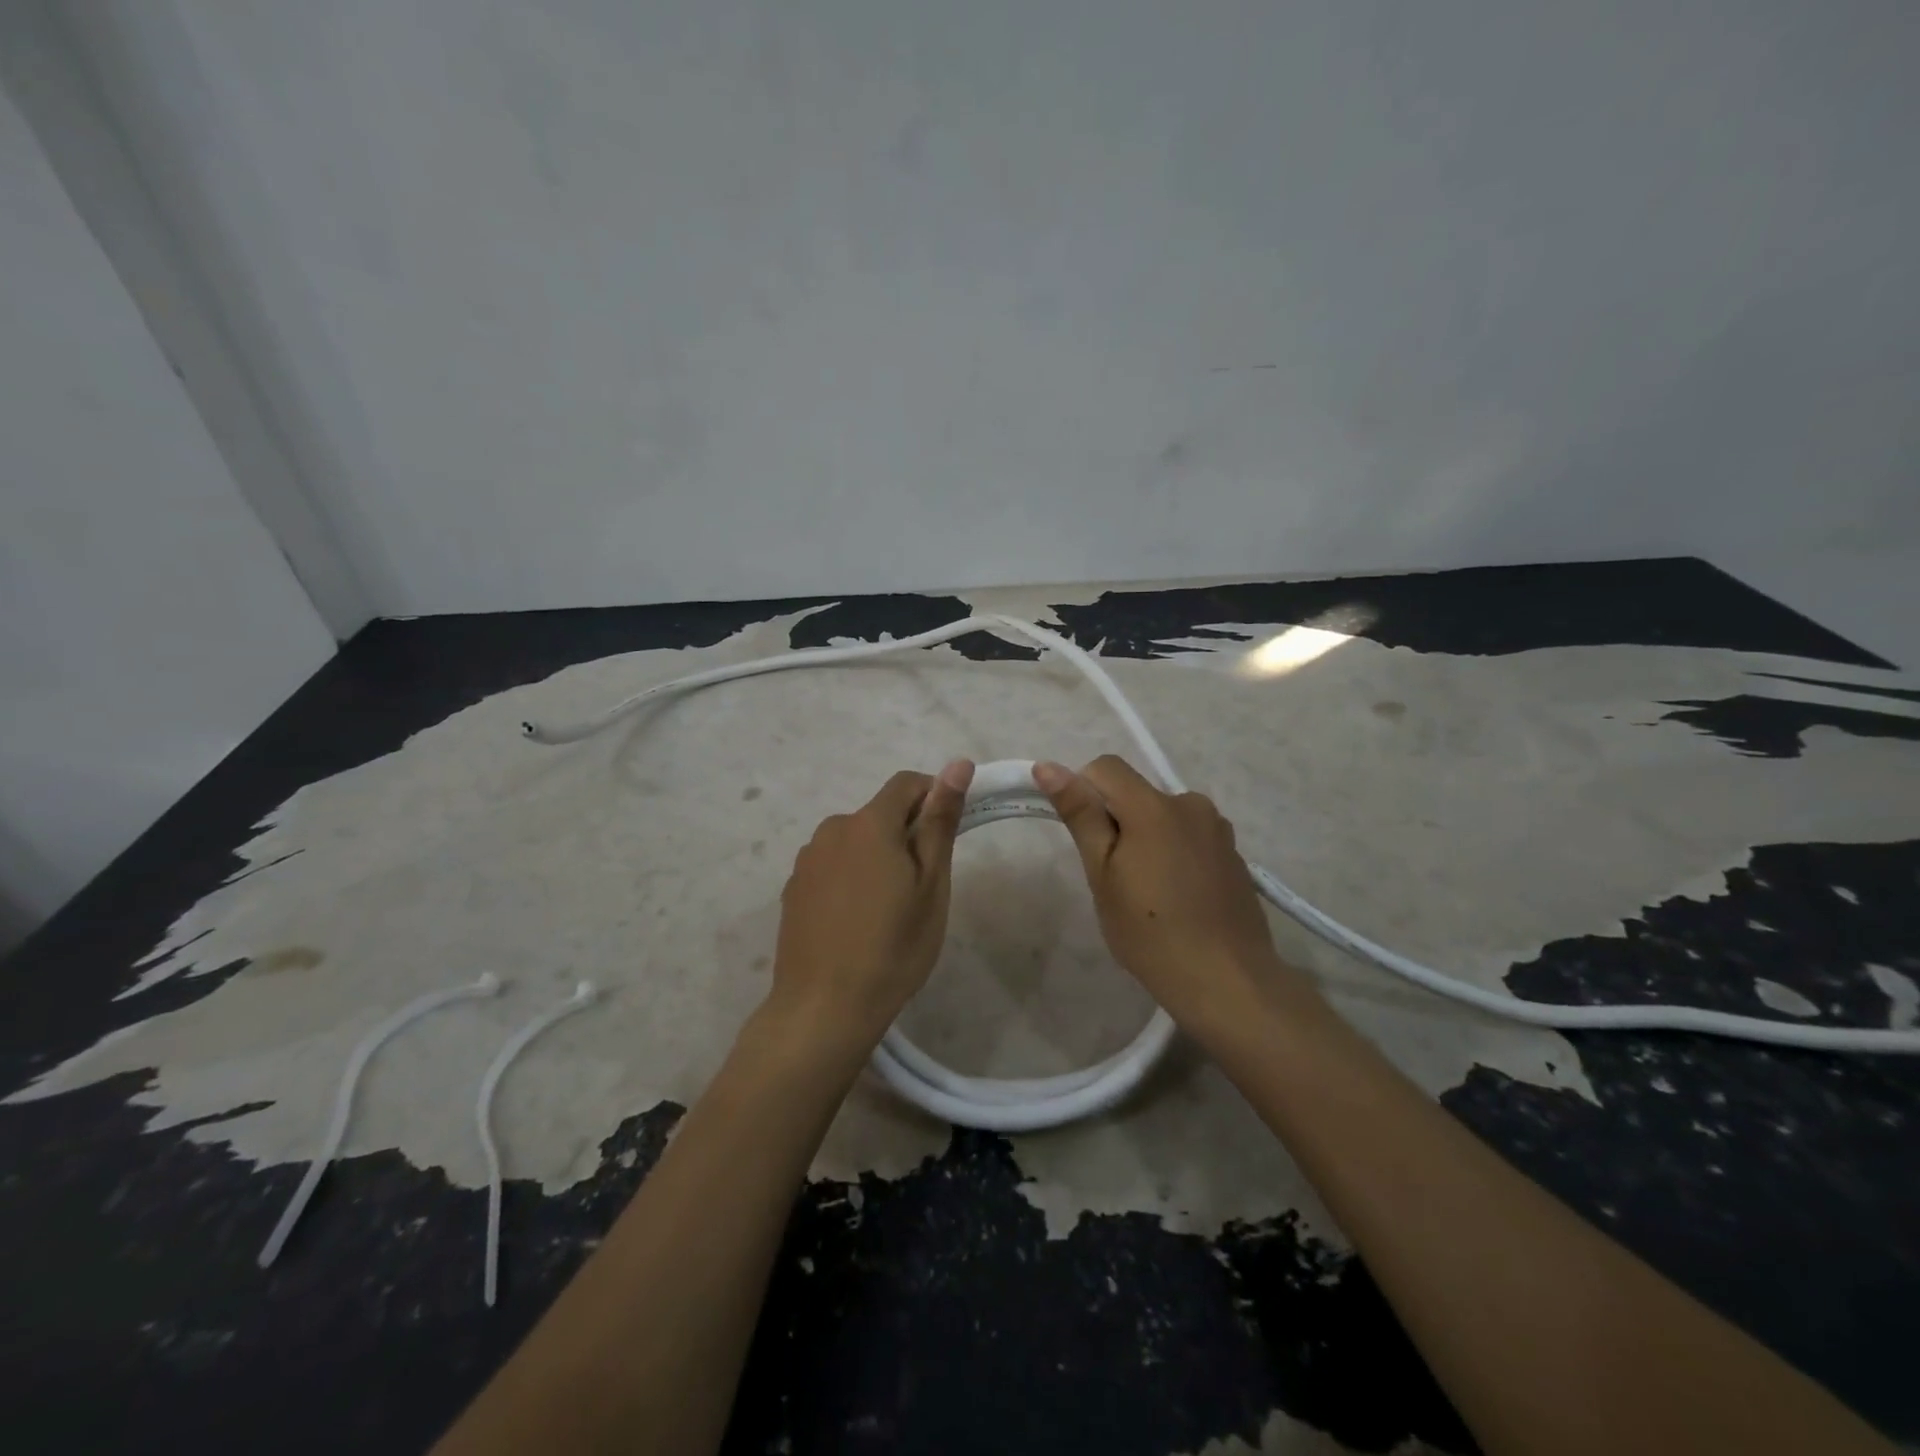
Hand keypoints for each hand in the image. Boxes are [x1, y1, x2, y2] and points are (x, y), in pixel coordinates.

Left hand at [767, 760, 974, 1048]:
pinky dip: (851, 878)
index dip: (934, 796)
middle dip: (906, 834)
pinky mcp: (793, 888)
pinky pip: (833, 866)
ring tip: (889, 909)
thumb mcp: (931, 885)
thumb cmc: (892, 947)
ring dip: (877, 856)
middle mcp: (832, 830)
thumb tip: (958, 765)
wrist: (823, 1008)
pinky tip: (856, 921)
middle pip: (879, 814)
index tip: (949, 832)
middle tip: (924, 885)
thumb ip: (940, 821)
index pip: (907, 784)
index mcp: (869, 823)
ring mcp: (807, 860)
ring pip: (855, 841)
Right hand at [1032, 756, 1317, 1035]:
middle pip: (1136, 794)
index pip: (1106, 767)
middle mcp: (1191, 804)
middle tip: (1114, 878)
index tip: (1085, 839)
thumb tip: (1047, 766)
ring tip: (1148, 894)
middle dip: (1117, 823)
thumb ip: (1080, 814)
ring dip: (1147, 838)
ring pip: (1163, 817)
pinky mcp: (1233, 854)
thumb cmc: (1150, 932)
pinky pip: (1189, 837)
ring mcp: (1218, 829)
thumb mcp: (1103, 874)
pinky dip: (1174, 854)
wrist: (1227, 981)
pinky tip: (1178, 899)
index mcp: (1154, 805)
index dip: (1084, 792)